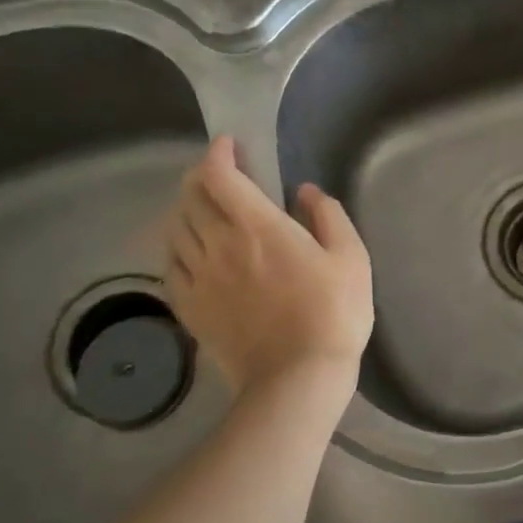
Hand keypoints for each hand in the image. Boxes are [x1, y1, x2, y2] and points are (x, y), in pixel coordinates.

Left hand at [163, 136, 372, 394]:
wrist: (298, 376)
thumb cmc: (334, 313)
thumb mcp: (351, 258)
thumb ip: (328, 217)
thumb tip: (306, 192)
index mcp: (258, 226)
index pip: (220, 176)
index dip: (219, 154)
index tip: (231, 146)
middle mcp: (218, 244)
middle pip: (191, 197)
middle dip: (202, 177)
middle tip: (220, 176)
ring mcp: (199, 277)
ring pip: (175, 228)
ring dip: (187, 209)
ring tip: (205, 210)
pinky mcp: (190, 307)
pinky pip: (171, 265)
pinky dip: (177, 247)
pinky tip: (192, 252)